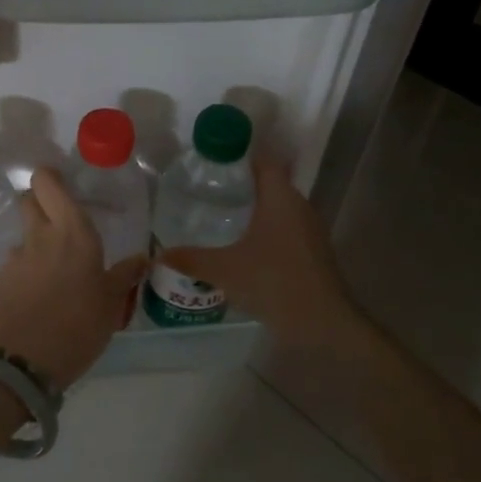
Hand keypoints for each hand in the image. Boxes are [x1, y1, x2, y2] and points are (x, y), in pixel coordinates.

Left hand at [0, 167, 146, 388]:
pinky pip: (13, 265)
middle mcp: (40, 235)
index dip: (50, 178)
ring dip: (33, 244)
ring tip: (48, 272)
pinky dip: (23, 273)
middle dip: (38, 203)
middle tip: (56, 222)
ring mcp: (15, 256)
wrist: (32, 358)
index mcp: (73, 231)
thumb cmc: (82, 324)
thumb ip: (125, 274)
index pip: (48, 183)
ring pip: (22, 236)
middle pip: (29, 200)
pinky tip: (34, 296)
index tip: (60, 186)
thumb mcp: (113, 301)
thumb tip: (143, 258)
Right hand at [159, 155, 364, 351]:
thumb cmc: (274, 282)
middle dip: (241, 186)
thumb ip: (190, 259)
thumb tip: (158, 254)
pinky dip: (264, 233)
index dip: (241, 157)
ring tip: (219, 218)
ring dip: (253, 212)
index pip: (264, 162)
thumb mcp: (224, 270)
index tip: (214, 163)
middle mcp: (299, 207)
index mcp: (280, 198)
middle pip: (270, 185)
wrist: (322, 324)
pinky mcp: (312, 253)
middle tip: (208, 192)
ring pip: (278, 210)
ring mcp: (310, 231)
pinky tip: (242, 249)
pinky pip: (284, 231)